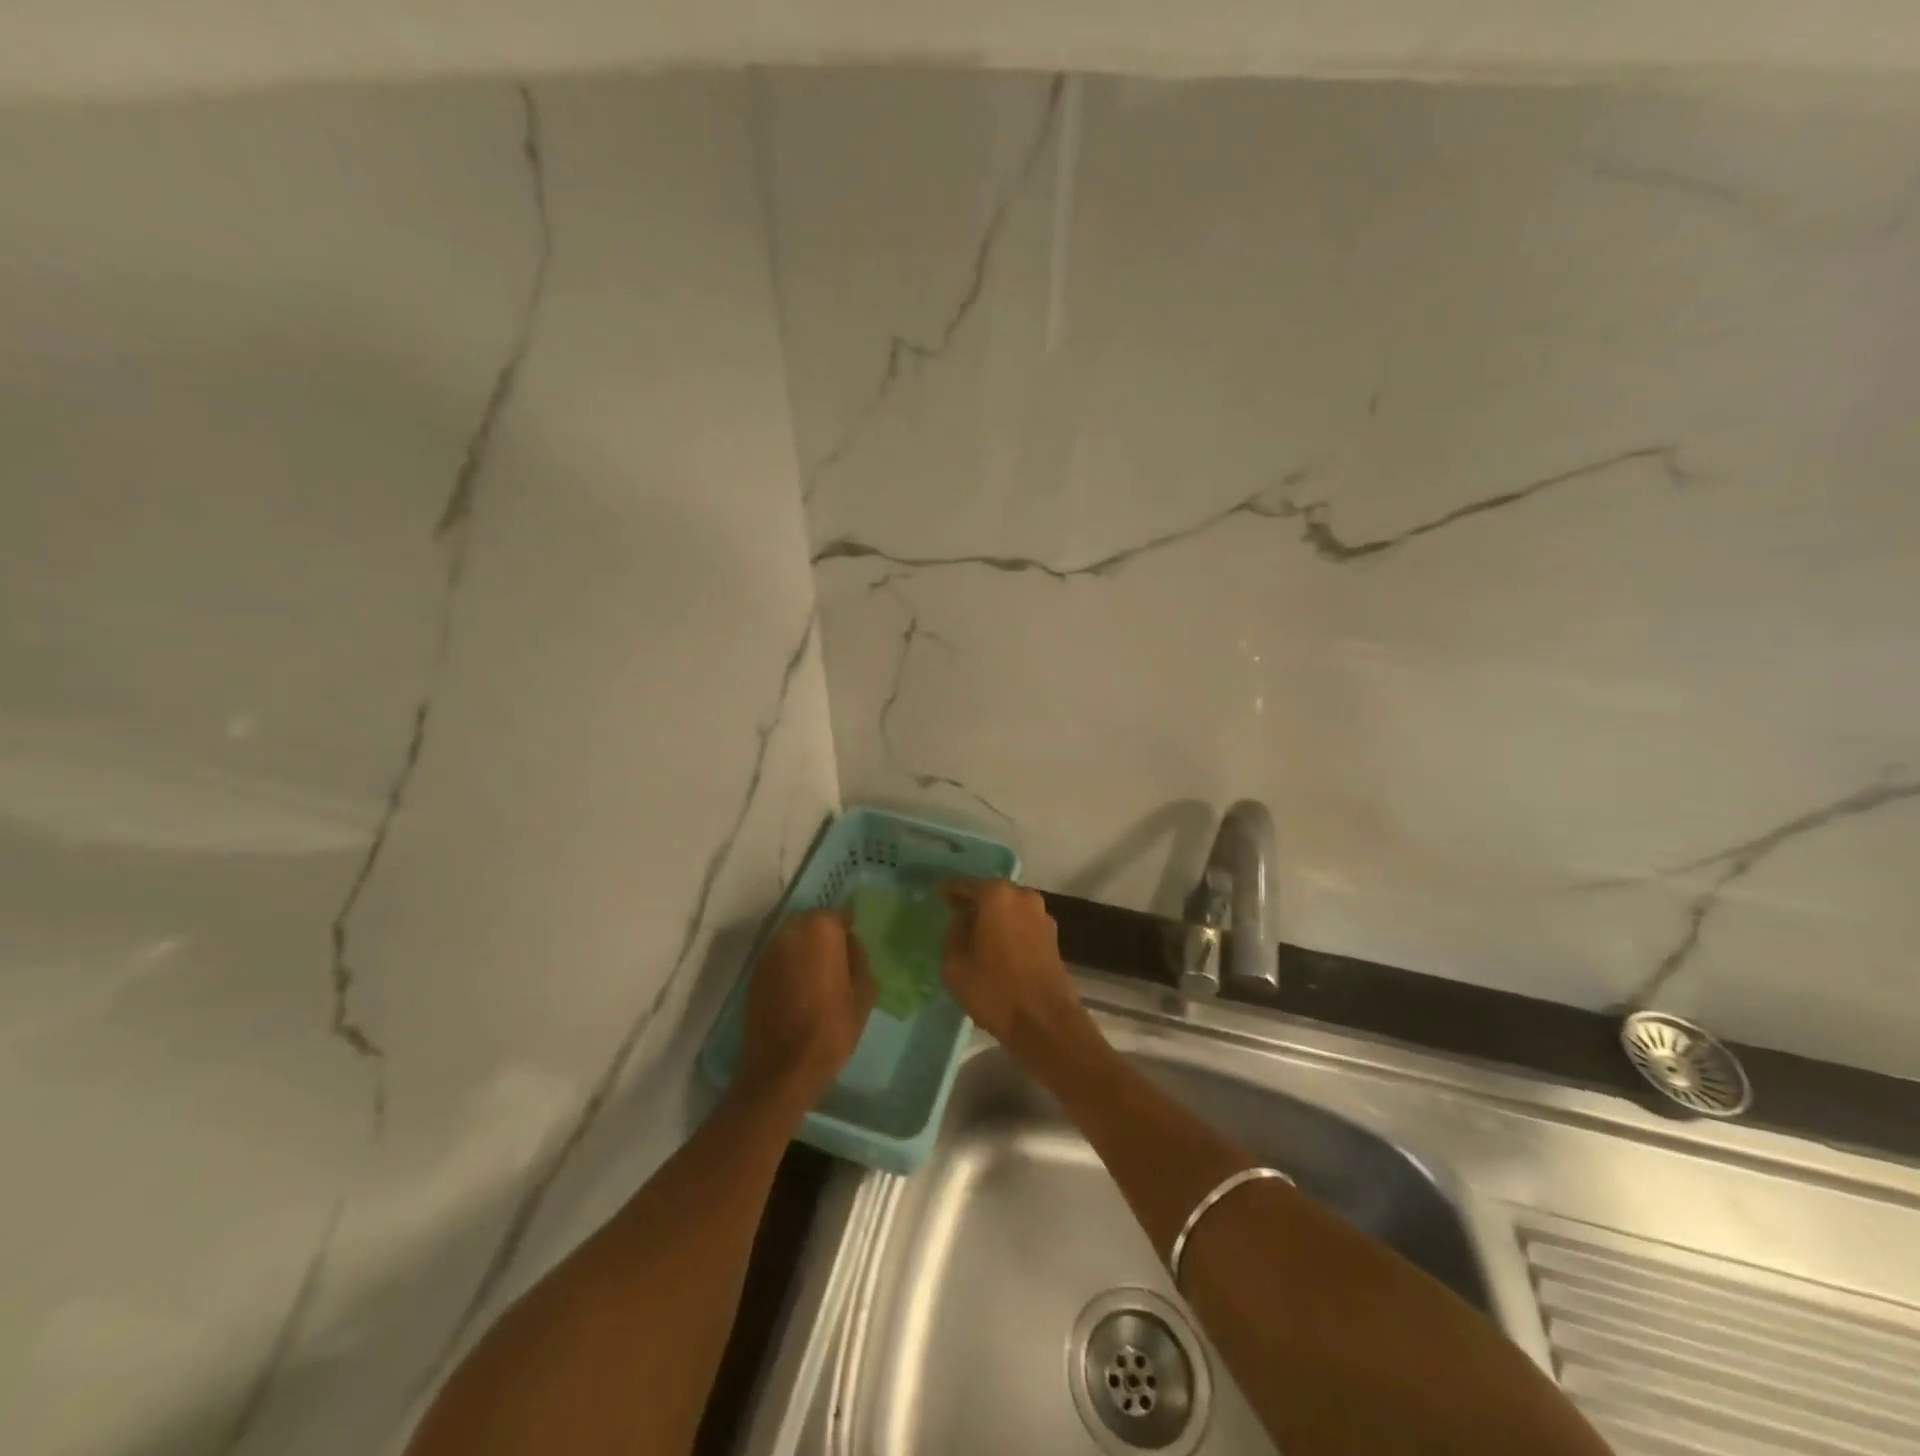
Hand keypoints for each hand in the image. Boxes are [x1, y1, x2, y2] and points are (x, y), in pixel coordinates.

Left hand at [738, 910, 875, 1106]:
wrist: (782, 1068)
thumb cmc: (832, 1028)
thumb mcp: (864, 993)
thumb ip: (859, 960)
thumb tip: (850, 945)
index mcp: (821, 930)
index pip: (839, 915)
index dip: (848, 931)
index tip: (854, 951)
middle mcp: (791, 932)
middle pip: (812, 923)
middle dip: (824, 936)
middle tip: (837, 962)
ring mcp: (768, 953)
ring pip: (792, 939)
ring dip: (804, 950)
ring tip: (817, 977)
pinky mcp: (754, 974)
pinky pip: (778, 959)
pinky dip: (789, 966)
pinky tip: (798, 990)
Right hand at [940, 879, 1083, 1057]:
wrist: (1045, 1021)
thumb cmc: (994, 989)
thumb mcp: (955, 964)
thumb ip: (953, 933)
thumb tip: (960, 919)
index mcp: (997, 895)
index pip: (965, 885)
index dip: (949, 891)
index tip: (937, 895)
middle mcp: (1022, 896)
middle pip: (991, 894)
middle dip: (973, 903)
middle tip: (954, 916)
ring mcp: (1041, 915)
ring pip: (1009, 909)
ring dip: (993, 917)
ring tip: (975, 934)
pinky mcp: (1052, 936)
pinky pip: (1022, 924)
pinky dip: (1008, 929)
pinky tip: (996, 947)